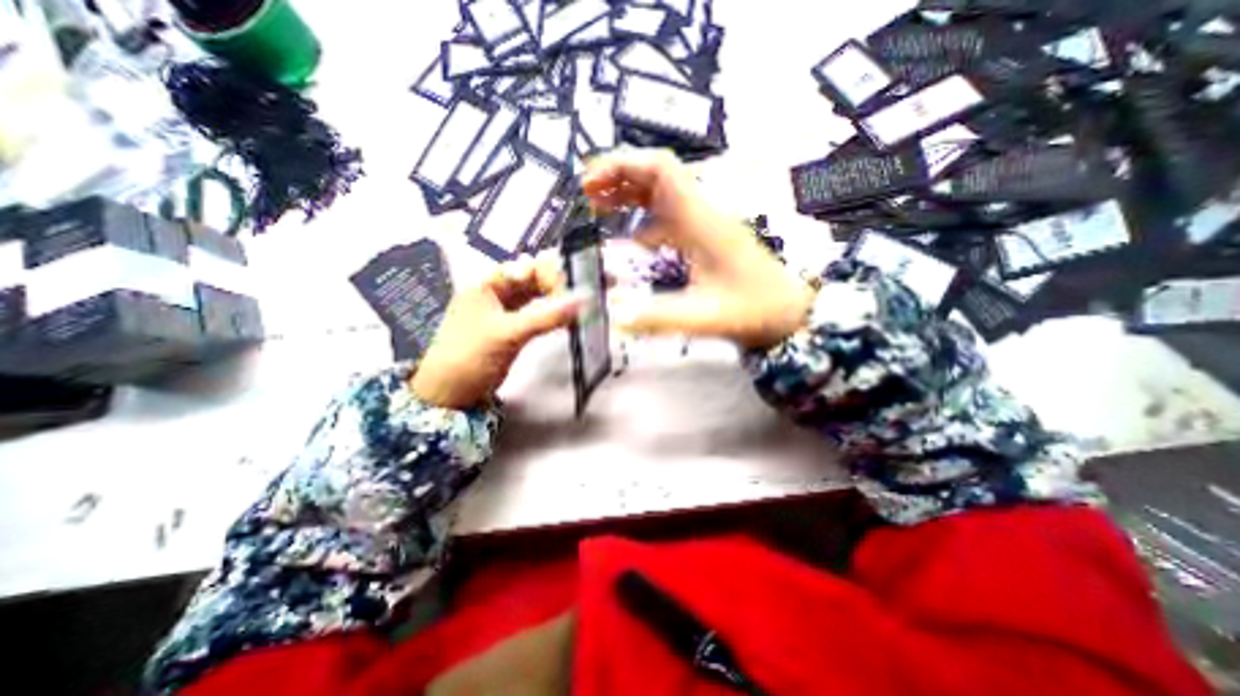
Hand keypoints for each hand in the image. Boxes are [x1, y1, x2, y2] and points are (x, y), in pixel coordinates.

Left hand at [409, 253, 580, 408]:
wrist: (450, 392)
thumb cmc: (471, 355)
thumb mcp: (508, 333)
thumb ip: (546, 317)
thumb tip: (583, 300)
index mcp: (488, 283)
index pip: (527, 267)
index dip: (551, 275)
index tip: (571, 292)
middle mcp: (497, 292)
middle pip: (533, 279)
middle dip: (557, 285)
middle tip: (580, 298)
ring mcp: (505, 310)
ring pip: (536, 296)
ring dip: (556, 300)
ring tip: (578, 306)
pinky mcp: (513, 327)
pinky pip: (537, 313)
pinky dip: (551, 315)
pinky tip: (566, 318)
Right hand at [581, 150, 816, 351]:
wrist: (788, 312)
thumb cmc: (753, 311)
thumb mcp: (705, 318)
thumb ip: (660, 318)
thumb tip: (615, 318)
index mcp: (701, 220)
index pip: (661, 169)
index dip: (622, 166)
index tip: (590, 182)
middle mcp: (701, 213)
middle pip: (658, 174)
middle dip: (619, 176)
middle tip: (586, 195)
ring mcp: (703, 224)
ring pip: (662, 193)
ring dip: (629, 194)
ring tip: (598, 208)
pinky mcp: (704, 238)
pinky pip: (668, 217)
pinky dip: (643, 220)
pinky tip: (630, 239)